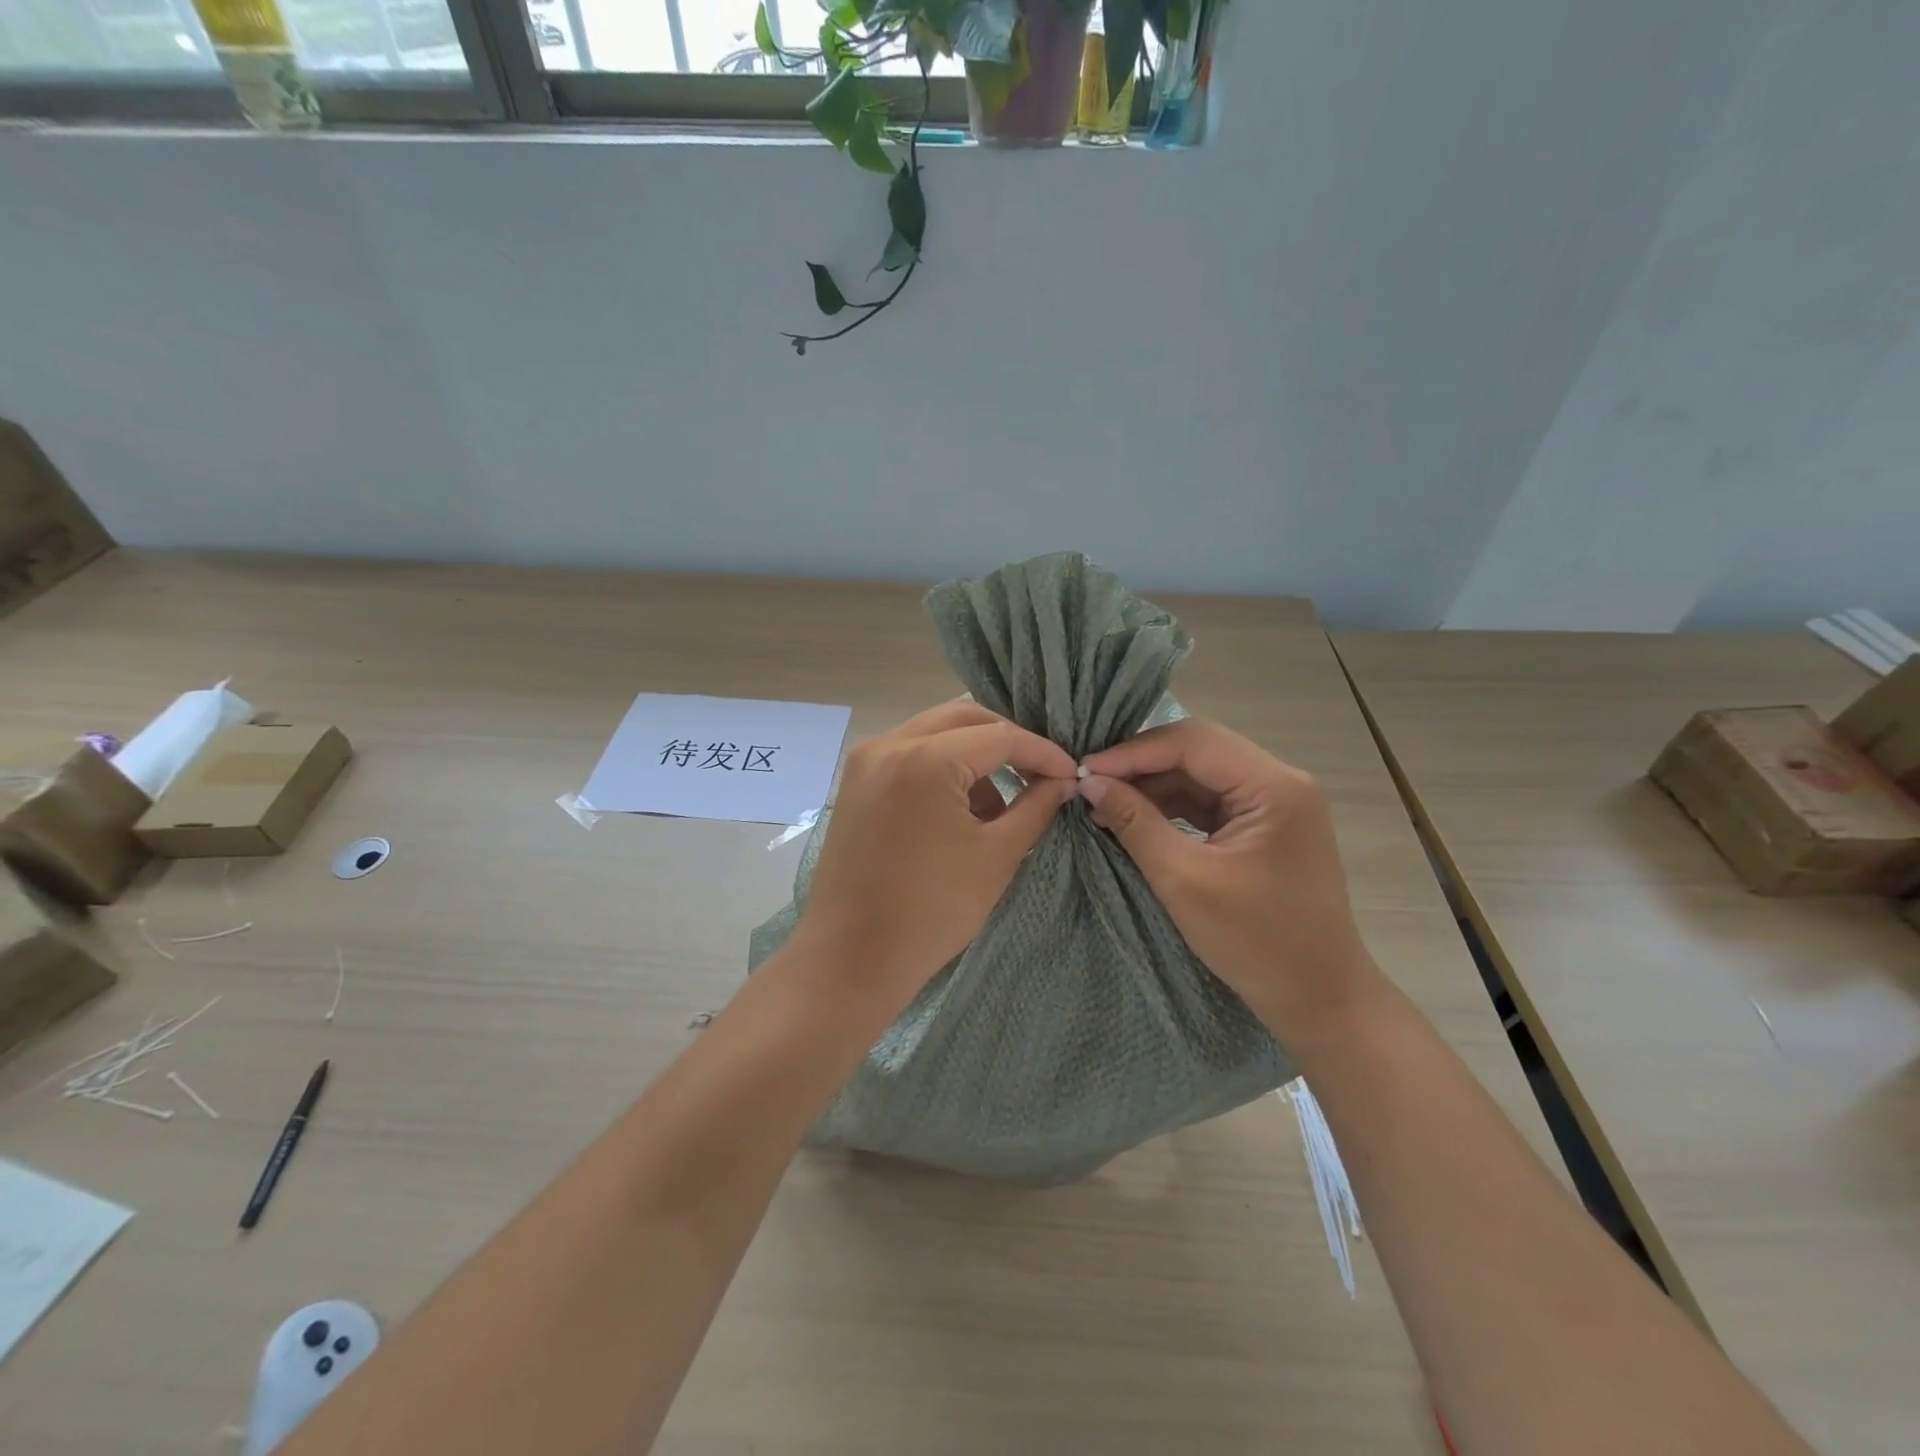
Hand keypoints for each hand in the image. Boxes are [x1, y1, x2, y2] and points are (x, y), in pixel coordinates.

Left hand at [799, 700, 1077, 1003]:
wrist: (852, 957)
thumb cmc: (931, 912)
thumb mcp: (997, 856)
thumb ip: (1036, 807)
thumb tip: (1063, 781)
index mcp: (925, 759)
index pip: (1000, 736)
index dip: (1042, 752)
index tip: (1071, 773)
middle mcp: (889, 743)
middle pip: (964, 717)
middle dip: (1007, 741)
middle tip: (1039, 774)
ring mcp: (866, 760)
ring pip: (934, 731)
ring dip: (973, 754)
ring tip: (999, 805)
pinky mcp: (855, 782)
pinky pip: (909, 753)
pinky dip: (941, 767)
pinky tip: (960, 810)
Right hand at [1079, 718, 1378, 1043]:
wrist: (1318, 998)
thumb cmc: (1256, 942)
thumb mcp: (1184, 881)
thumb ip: (1136, 823)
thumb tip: (1090, 783)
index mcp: (1274, 787)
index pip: (1193, 742)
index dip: (1133, 751)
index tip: (1084, 769)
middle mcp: (1280, 782)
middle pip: (1198, 750)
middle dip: (1141, 763)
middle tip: (1091, 781)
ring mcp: (1275, 803)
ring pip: (1201, 774)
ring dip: (1153, 785)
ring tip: (1104, 802)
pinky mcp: (1265, 826)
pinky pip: (1209, 800)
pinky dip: (1171, 806)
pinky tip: (1135, 817)